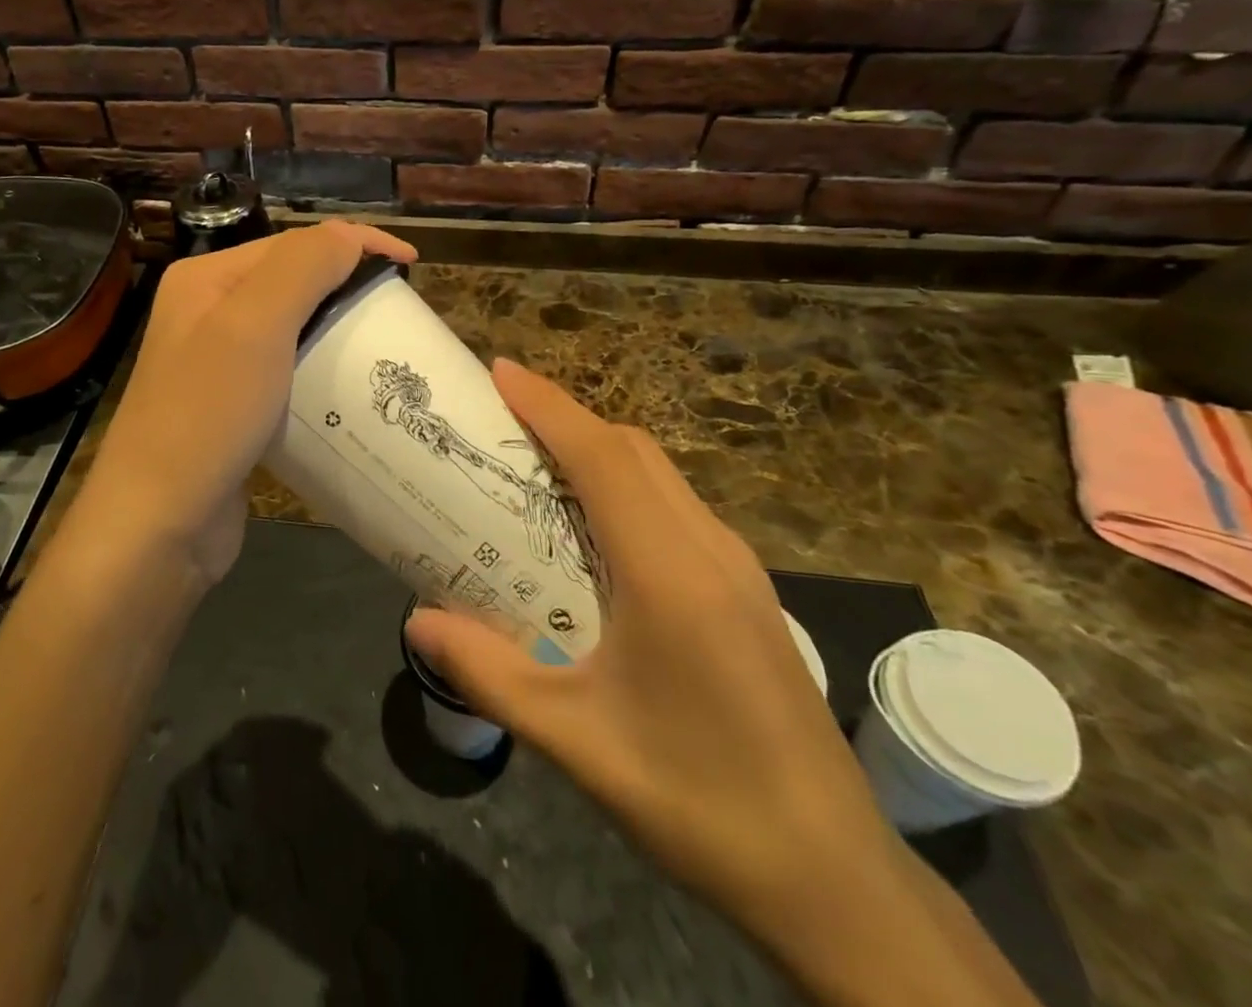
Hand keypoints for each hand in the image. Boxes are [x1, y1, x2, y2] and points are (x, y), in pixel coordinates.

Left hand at [78, 221, 415, 587]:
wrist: (160, 524)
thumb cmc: (207, 414)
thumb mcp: (255, 326)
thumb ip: (303, 267)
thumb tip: (351, 236)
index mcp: (207, 279)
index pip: (293, 243)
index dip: (355, 244)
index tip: (413, 267)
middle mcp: (208, 311)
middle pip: (293, 282)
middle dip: (348, 286)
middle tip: (399, 311)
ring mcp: (218, 362)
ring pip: (293, 329)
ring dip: (338, 330)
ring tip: (384, 347)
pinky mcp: (233, 406)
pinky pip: (288, 372)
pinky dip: (321, 371)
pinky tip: (348, 389)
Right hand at [404, 359, 897, 959]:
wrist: (833, 880)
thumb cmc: (697, 800)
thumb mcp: (575, 741)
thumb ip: (489, 674)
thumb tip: (418, 621)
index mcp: (668, 573)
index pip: (601, 456)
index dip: (548, 404)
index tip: (498, 372)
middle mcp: (709, 550)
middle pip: (633, 450)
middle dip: (567, 417)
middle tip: (502, 420)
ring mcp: (737, 568)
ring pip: (660, 474)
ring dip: (598, 450)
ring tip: (537, 464)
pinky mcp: (747, 591)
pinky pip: (676, 507)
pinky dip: (626, 485)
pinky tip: (595, 530)